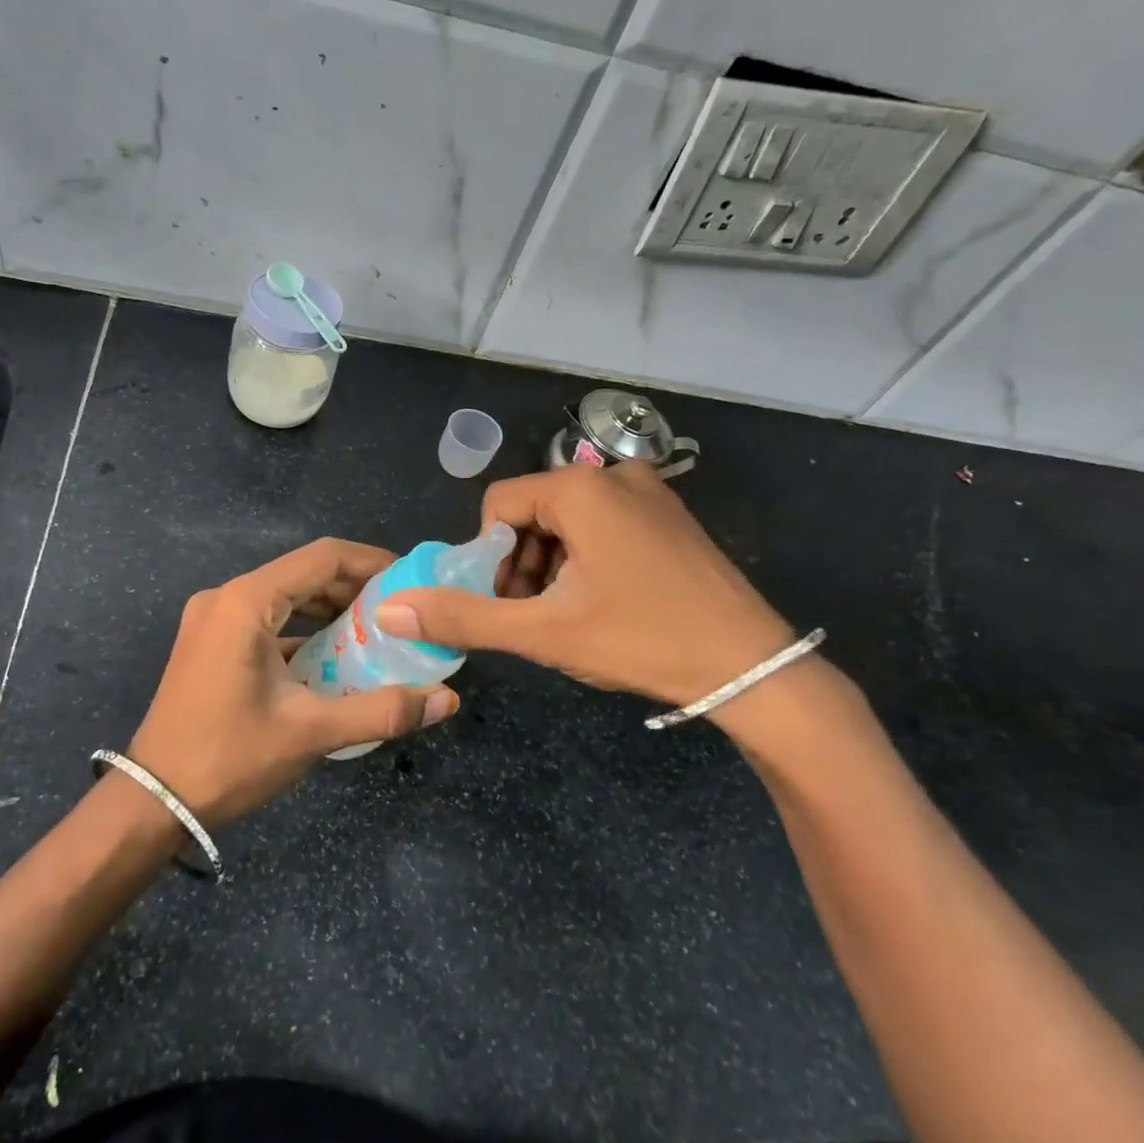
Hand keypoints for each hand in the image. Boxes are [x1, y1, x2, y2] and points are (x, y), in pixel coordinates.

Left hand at [126, 538, 459, 826]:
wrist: (152, 801)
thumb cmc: (229, 758)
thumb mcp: (310, 732)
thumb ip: (381, 710)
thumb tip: (447, 701)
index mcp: (246, 602)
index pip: (322, 558)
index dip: (370, 561)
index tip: (410, 578)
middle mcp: (226, 597)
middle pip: (303, 573)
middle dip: (353, 587)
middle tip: (398, 610)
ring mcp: (212, 618)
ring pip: (283, 596)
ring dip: (327, 608)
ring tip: (373, 631)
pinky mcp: (209, 641)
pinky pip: (265, 618)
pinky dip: (301, 628)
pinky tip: (330, 655)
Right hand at [377, 464, 797, 709]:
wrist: (753, 667)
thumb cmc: (642, 640)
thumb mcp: (544, 633)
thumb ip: (464, 617)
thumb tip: (390, 609)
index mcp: (581, 489)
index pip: (499, 506)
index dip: (490, 557)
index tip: (509, 604)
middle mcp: (615, 475)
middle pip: (534, 511)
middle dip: (522, 564)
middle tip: (536, 616)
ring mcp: (650, 492)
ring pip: (569, 520)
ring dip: (552, 564)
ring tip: (569, 616)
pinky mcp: (671, 514)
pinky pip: (605, 523)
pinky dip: (587, 557)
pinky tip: (605, 602)